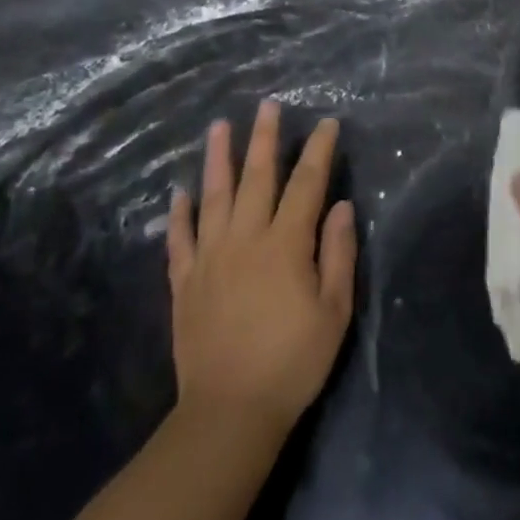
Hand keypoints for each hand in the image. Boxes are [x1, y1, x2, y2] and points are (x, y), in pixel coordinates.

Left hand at [167, 100, 356, 435]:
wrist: (229, 414)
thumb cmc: (292, 362)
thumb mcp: (334, 311)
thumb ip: (338, 253)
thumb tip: (340, 206)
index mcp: (286, 244)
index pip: (306, 184)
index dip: (317, 151)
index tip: (325, 123)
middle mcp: (246, 239)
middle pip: (256, 178)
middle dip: (264, 138)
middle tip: (266, 105)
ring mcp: (210, 259)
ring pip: (213, 197)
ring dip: (218, 159)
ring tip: (219, 127)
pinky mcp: (184, 283)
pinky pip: (180, 240)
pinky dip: (179, 214)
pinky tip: (180, 193)